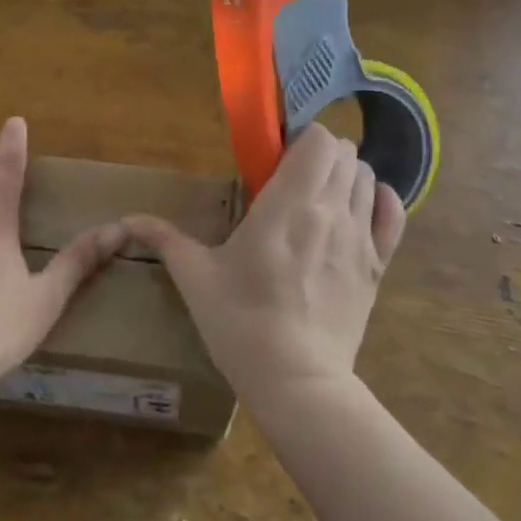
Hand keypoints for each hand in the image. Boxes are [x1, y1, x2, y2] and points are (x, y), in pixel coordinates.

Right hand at [123, 123, 406, 407]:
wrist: (296, 381)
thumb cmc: (240, 323)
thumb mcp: (196, 278)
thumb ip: (165, 240)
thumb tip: (127, 220)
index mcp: (288, 203)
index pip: (318, 139)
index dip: (302, 139)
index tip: (278, 157)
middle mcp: (331, 209)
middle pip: (345, 152)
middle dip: (321, 155)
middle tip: (295, 178)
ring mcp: (360, 237)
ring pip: (367, 178)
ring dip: (346, 176)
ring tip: (321, 198)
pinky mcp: (378, 265)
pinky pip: (393, 215)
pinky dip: (380, 201)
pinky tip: (360, 210)